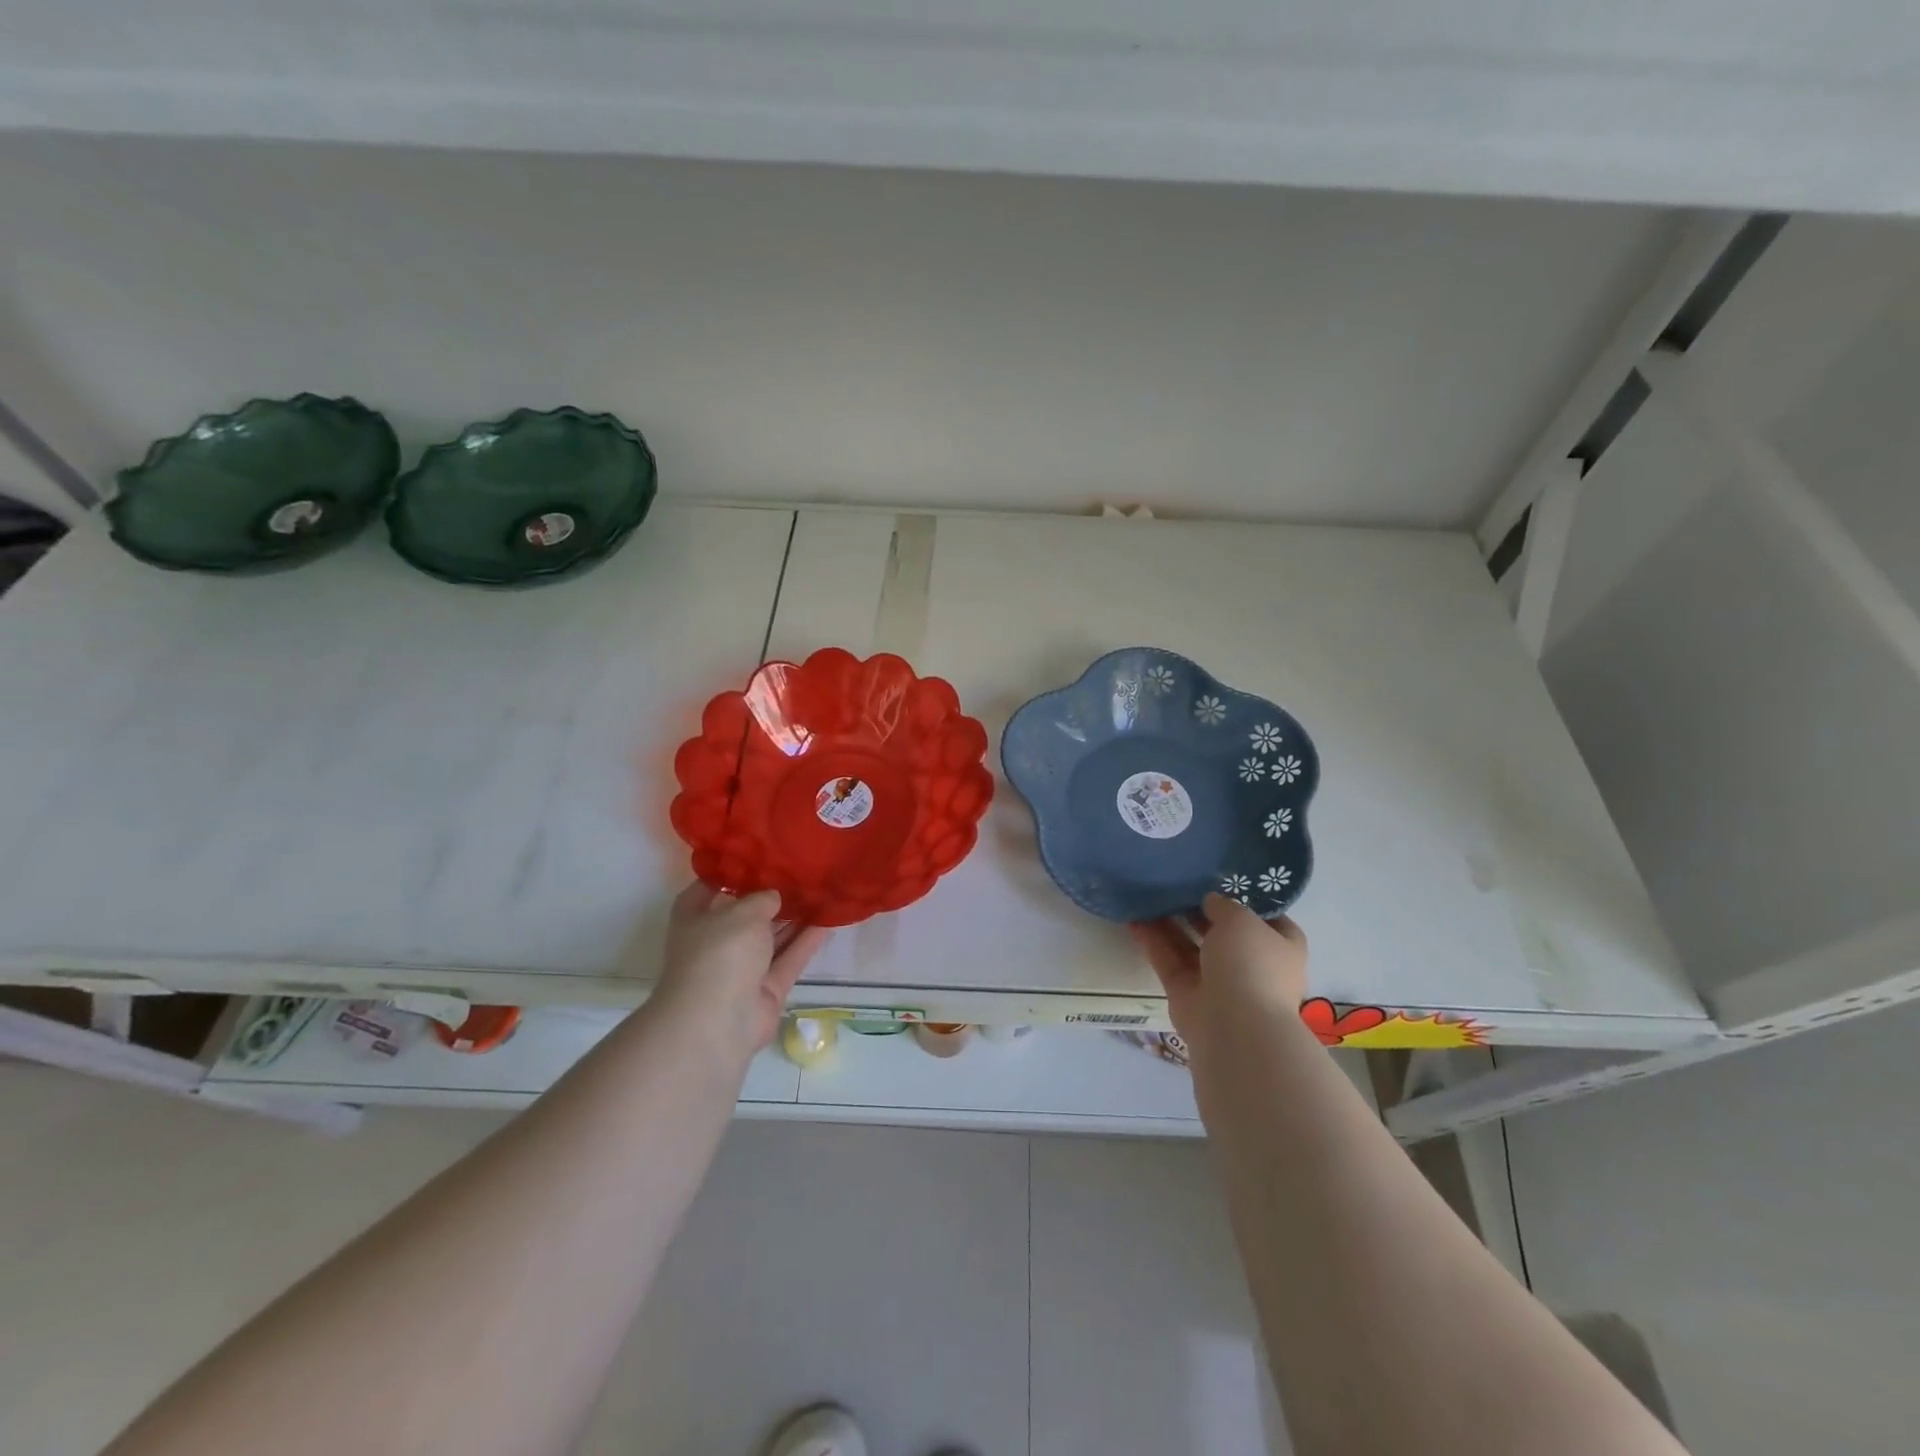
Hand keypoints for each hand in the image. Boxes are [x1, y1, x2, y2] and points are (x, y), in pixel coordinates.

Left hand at [650, 883, 830, 1059]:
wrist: (718, 1021)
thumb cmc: (720, 953)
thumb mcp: (744, 912)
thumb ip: (762, 898)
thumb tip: (773, 896)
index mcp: (694, 919)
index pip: (708, 889)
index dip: (730, 873)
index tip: (759, 856)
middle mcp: (715, 942)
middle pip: (745, 915)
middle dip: (770, 897)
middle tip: (800, 872)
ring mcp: (741, 969)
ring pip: (771, 938)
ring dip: (793, 918)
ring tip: (820, 891)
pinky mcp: (766, 989)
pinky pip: (789, 959)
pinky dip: (806, 942)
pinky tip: (829, 920)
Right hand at [1127, 893, 1308, 1055]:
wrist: (1234, 1026)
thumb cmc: (1251, 964)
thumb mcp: (1241, 919)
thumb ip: (1224, 905)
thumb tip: (1210, 901)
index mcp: (1281, 947)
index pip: (1267, 918)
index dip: (1246, 899)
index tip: (1221, 879)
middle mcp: (1251, 964)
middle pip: (1222, 931)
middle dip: (1200, 910)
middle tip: (1176, 881)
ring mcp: (1218, 981)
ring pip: (1190, 945)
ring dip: (1170, 922)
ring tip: (1148, 893)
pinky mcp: (1186, 993)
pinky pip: (1168, 960)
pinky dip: (1152, 941)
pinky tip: (1132, 917)